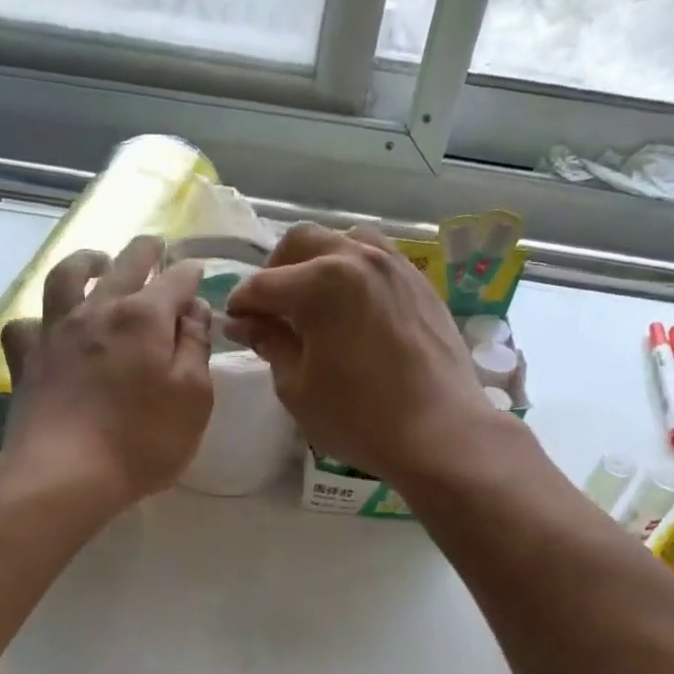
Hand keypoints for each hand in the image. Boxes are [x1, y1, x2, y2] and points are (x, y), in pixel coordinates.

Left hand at [0, 237, 213, 508]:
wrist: (64, 474)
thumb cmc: (142, 441)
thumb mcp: (193, 398)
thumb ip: (196, 348)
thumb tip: (194, 309)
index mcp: (144, 317)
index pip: (176, 281)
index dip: (190, 274)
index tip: (198, 274)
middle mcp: (98, 310)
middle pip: (124, 265)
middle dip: (146, 251)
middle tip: (156, 246)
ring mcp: (55, 331)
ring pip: (66, 277)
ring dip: (86, 261)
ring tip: (97, 261)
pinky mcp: (26, 360)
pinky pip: (25, 325)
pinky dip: (38, 319)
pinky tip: (46, 325)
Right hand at [225, 224, 501, 484]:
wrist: (440, 432)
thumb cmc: (358, 418)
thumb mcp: (297, 387)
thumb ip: (269, 343)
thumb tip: (245, 322)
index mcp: (321, 282)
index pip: (263, 285)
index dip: (241, 306)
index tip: (233, 326)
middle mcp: (358, 257)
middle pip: (301, 243)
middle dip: (275, 272)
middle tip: (269, 311)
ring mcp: (394, 266)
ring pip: (343, 241)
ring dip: (317, 263)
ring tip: (312, 302)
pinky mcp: (419, 283)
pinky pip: (376, 259)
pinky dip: (352, 272)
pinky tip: (351, 308)